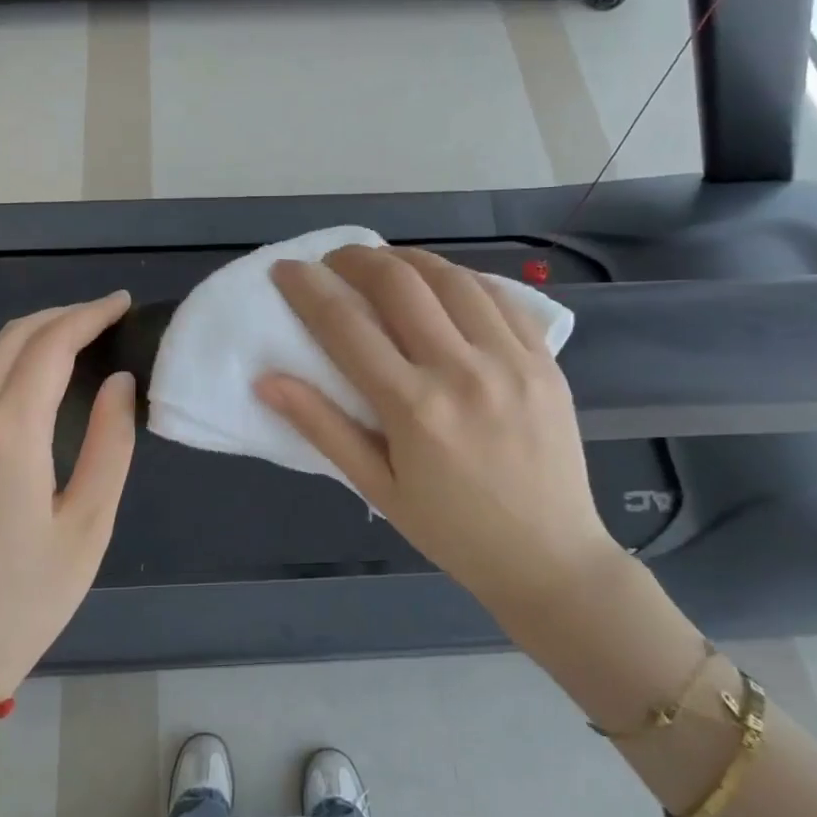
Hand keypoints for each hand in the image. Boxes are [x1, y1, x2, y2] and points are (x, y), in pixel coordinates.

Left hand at [0, 294, 136, 699]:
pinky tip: (37, 379)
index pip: (50, 347)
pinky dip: (10, 363)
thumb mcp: (88, 525)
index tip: (121, 303)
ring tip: (78, 337)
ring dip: (33, 336)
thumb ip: (110, 446)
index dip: (88, 316)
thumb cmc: (27, 599)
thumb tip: (120, 385)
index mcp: (8, 435)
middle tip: (106, 314)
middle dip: (60, 315)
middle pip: (12, 340)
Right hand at [257, 247, 623, 626]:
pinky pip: (499, 295)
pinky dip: (461, 278)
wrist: (549, 557)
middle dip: (355, 258)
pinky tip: (442, 284)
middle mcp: (463, 370)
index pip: (346, 325)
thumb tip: (267, 381)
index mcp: (414, 408)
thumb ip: (322, 427)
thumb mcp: (377, 488)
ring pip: (451, 277)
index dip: (308, 288)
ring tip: (383, 265)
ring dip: (407, 259)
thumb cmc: (452, 531)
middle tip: (332, 262)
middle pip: (399, 283)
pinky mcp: (544, 359)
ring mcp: (511, 359)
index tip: (286, 269)